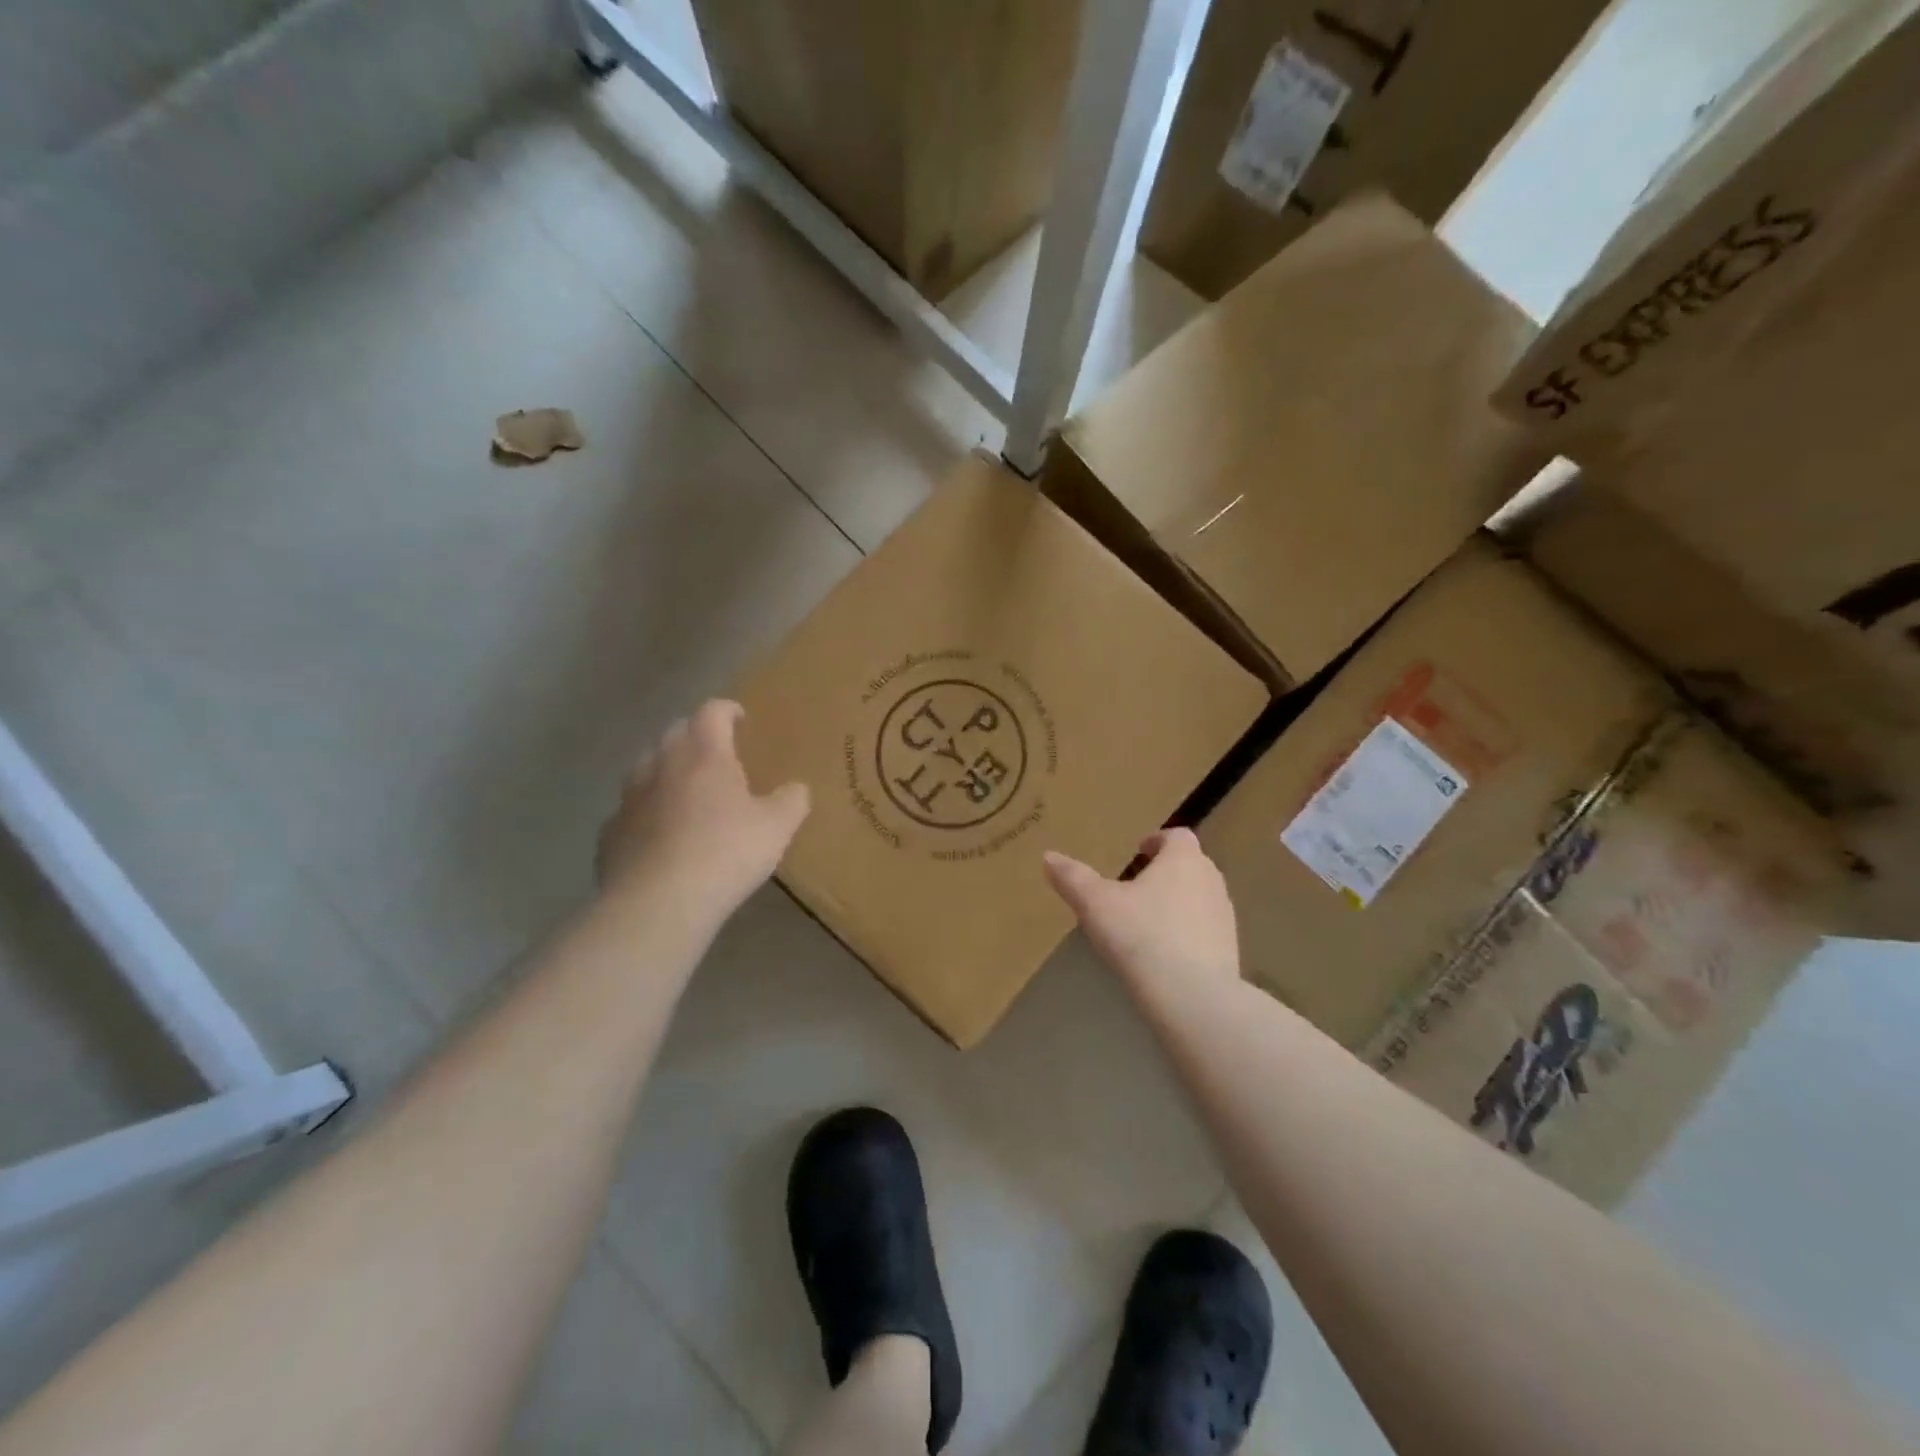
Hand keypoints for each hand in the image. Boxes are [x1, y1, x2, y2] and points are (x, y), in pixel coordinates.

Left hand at [597, 700, 809, 922]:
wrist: (657, 904)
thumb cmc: (725, 854)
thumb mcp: (777, 828)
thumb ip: (791, 801)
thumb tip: (797, 788)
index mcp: (704, 754)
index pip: (712, 712)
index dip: (727, 710)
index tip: (740, 718)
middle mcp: (661, 764)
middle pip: (675, 732)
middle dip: (696, 735)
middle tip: (717, 754)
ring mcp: (629, 797)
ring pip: (646, 767)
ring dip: (666, 770)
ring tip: (685, 791)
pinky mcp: (610, 832)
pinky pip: (630, 810)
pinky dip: (646, 812)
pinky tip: (659, 836)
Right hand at [1043, 829, 1239, 1002]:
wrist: (1193, 997)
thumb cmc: (1142, 936)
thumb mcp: (1096, 905)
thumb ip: (1072, 878)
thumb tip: (1048, 857)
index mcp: (1183, 860)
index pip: (1177, 836)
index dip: (1157, 841)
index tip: (1139, 851)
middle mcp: (1210, 880)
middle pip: (1191, 865)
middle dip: (1166, 871)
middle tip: (1137, 885)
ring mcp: (1225, 916)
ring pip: (1200, 897)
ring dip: (1178, 902)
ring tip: (1148, 920)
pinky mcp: (1230, 950)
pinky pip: (1206, 930)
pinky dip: (1188, 932)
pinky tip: (1165, 953)